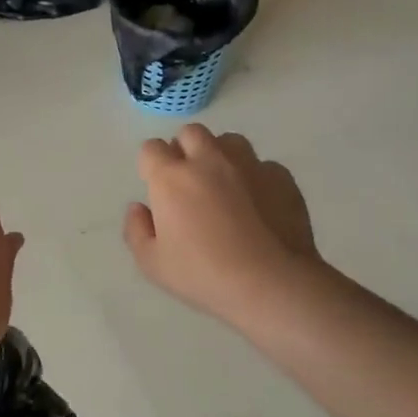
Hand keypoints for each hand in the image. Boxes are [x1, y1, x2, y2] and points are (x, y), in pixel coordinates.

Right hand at [124, 125, 326, 328]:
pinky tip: (257, 204)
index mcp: (171, 178)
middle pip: (190, 133)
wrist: (272, 283)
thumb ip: (136, 230)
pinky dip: (255, 177)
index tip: (157, 187)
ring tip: (224, 185)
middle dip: (184, 150)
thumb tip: (139, 208)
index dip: (151, 165)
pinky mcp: (281, 177)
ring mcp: (249, 165)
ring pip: (229, 141)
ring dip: (220, 155)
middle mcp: (209, 160)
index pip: (151, 148)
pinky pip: (262, 165)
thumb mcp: (152, 264)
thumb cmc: (203, 275)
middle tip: (188, 182)